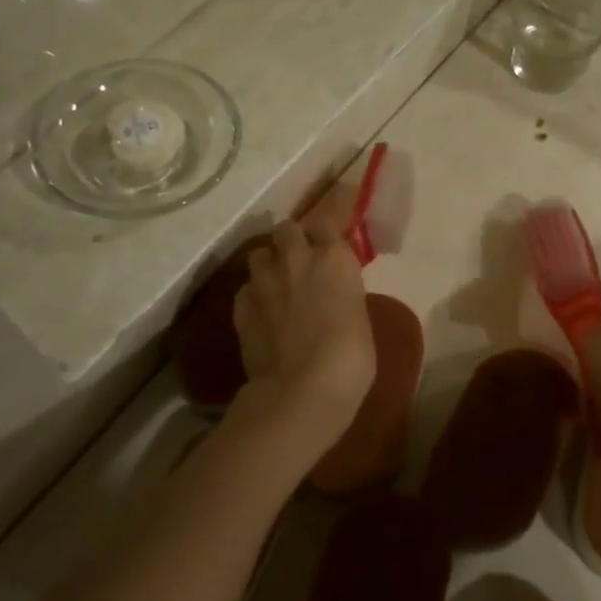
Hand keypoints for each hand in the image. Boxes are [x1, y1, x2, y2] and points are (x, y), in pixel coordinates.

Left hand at [232, 215, 374, 430]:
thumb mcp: (360, 315)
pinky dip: (255, 294)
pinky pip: (246, 288)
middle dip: (294, 236)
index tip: (341, 210)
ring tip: (278, 280)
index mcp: (334, 257)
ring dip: (270, 261)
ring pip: (259, 254)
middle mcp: (296, 259)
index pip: (330, 214)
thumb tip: (334, 288)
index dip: (334, 210)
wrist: (303, 389)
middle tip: (304, 254)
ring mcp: (263, 282)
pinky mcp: (241, 307)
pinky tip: (263, 311)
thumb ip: (344, 289)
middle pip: (287, 227)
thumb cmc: (351, 356)